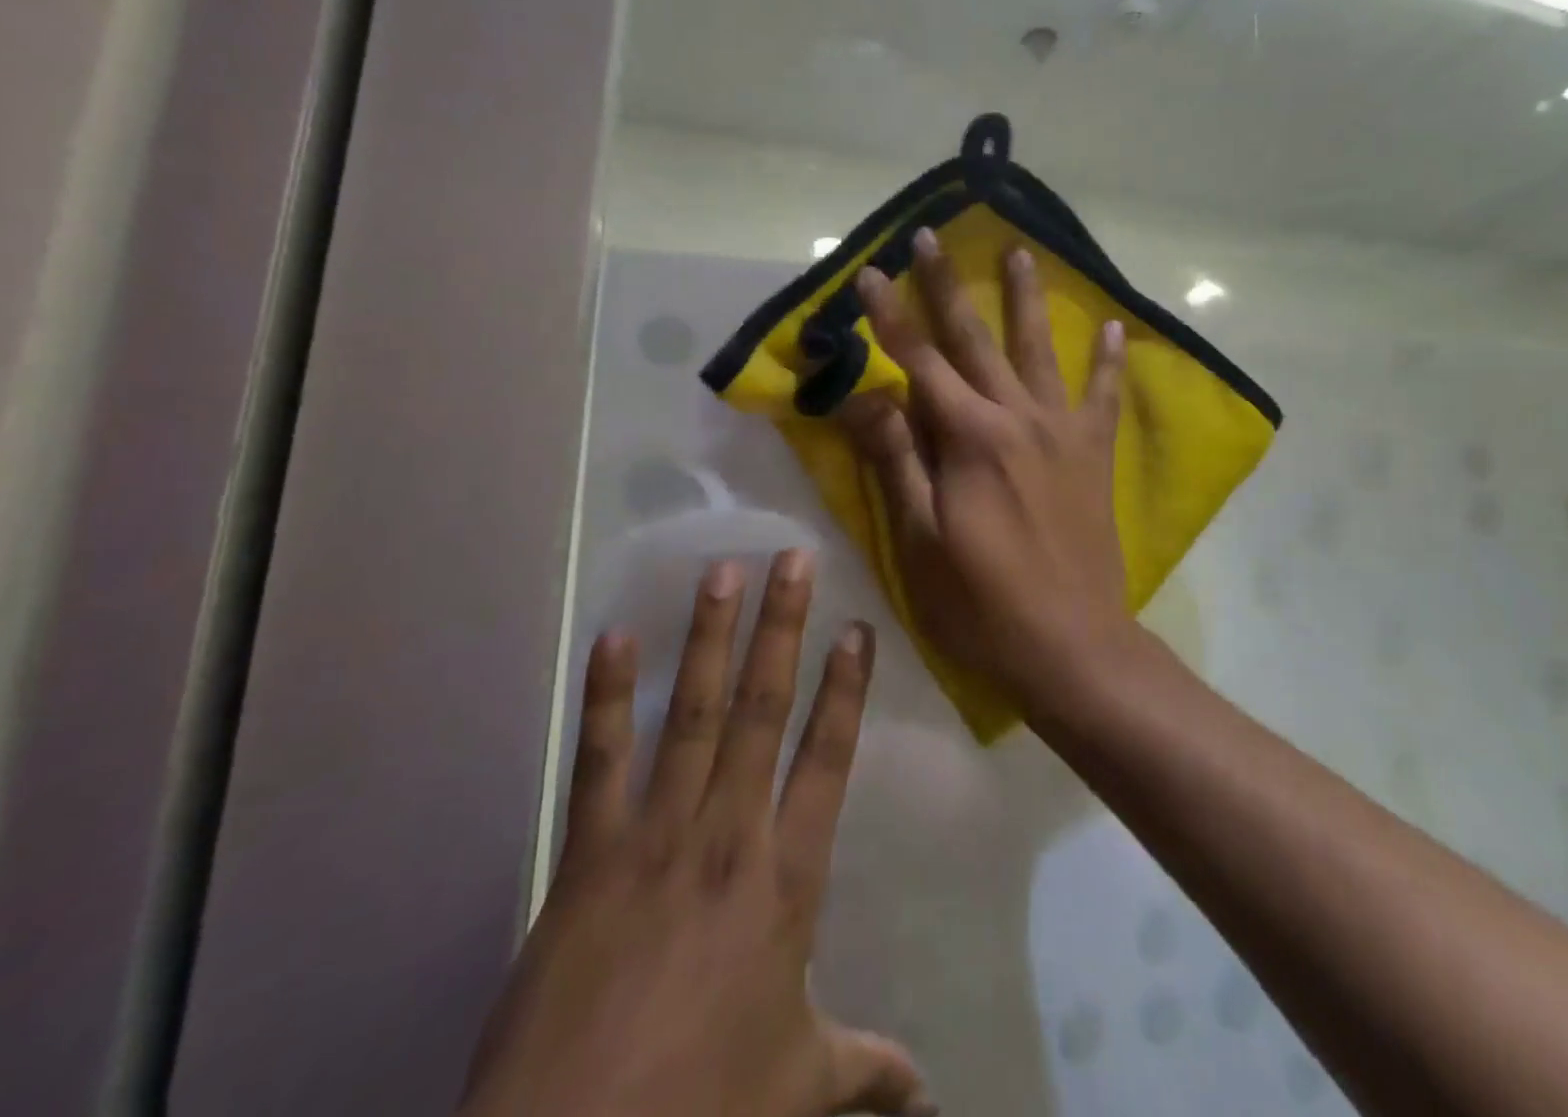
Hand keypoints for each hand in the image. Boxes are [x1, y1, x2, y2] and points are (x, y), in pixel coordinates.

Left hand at [459, 552, 932, 1116]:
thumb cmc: (701, 1108)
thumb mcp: (796, 1088)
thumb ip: (864, 1069)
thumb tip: (926, 1089)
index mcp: (786, 879)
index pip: (828, 758)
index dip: (845, 690)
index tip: (857, 629)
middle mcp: (727, 834)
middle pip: (763, 708)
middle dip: (781, 628)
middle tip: (791, 559)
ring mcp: (654, 835)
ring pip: (694, 713)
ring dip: (709, 639)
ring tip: (722, 573)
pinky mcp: (588, 854)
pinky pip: (600, 759)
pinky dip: (609, 696)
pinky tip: (614, 639)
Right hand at [841, 229, 1131, 706]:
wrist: (1072, 646)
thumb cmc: (981, 602)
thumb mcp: (920, 540)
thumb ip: (897, 461)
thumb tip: (867, 396)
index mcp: (969, 439)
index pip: (918, 362)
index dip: (888, 317)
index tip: (868, 272)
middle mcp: (1018, 419)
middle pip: (975, 340)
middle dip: (946, 286)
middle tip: (929, 236)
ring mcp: (1063, 433)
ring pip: (1040, 351)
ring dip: (1026, 300)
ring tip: (1021, 252)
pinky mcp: (1094, 456)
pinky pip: (1103, 397)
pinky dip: (1108, 362)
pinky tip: (1114, 328)